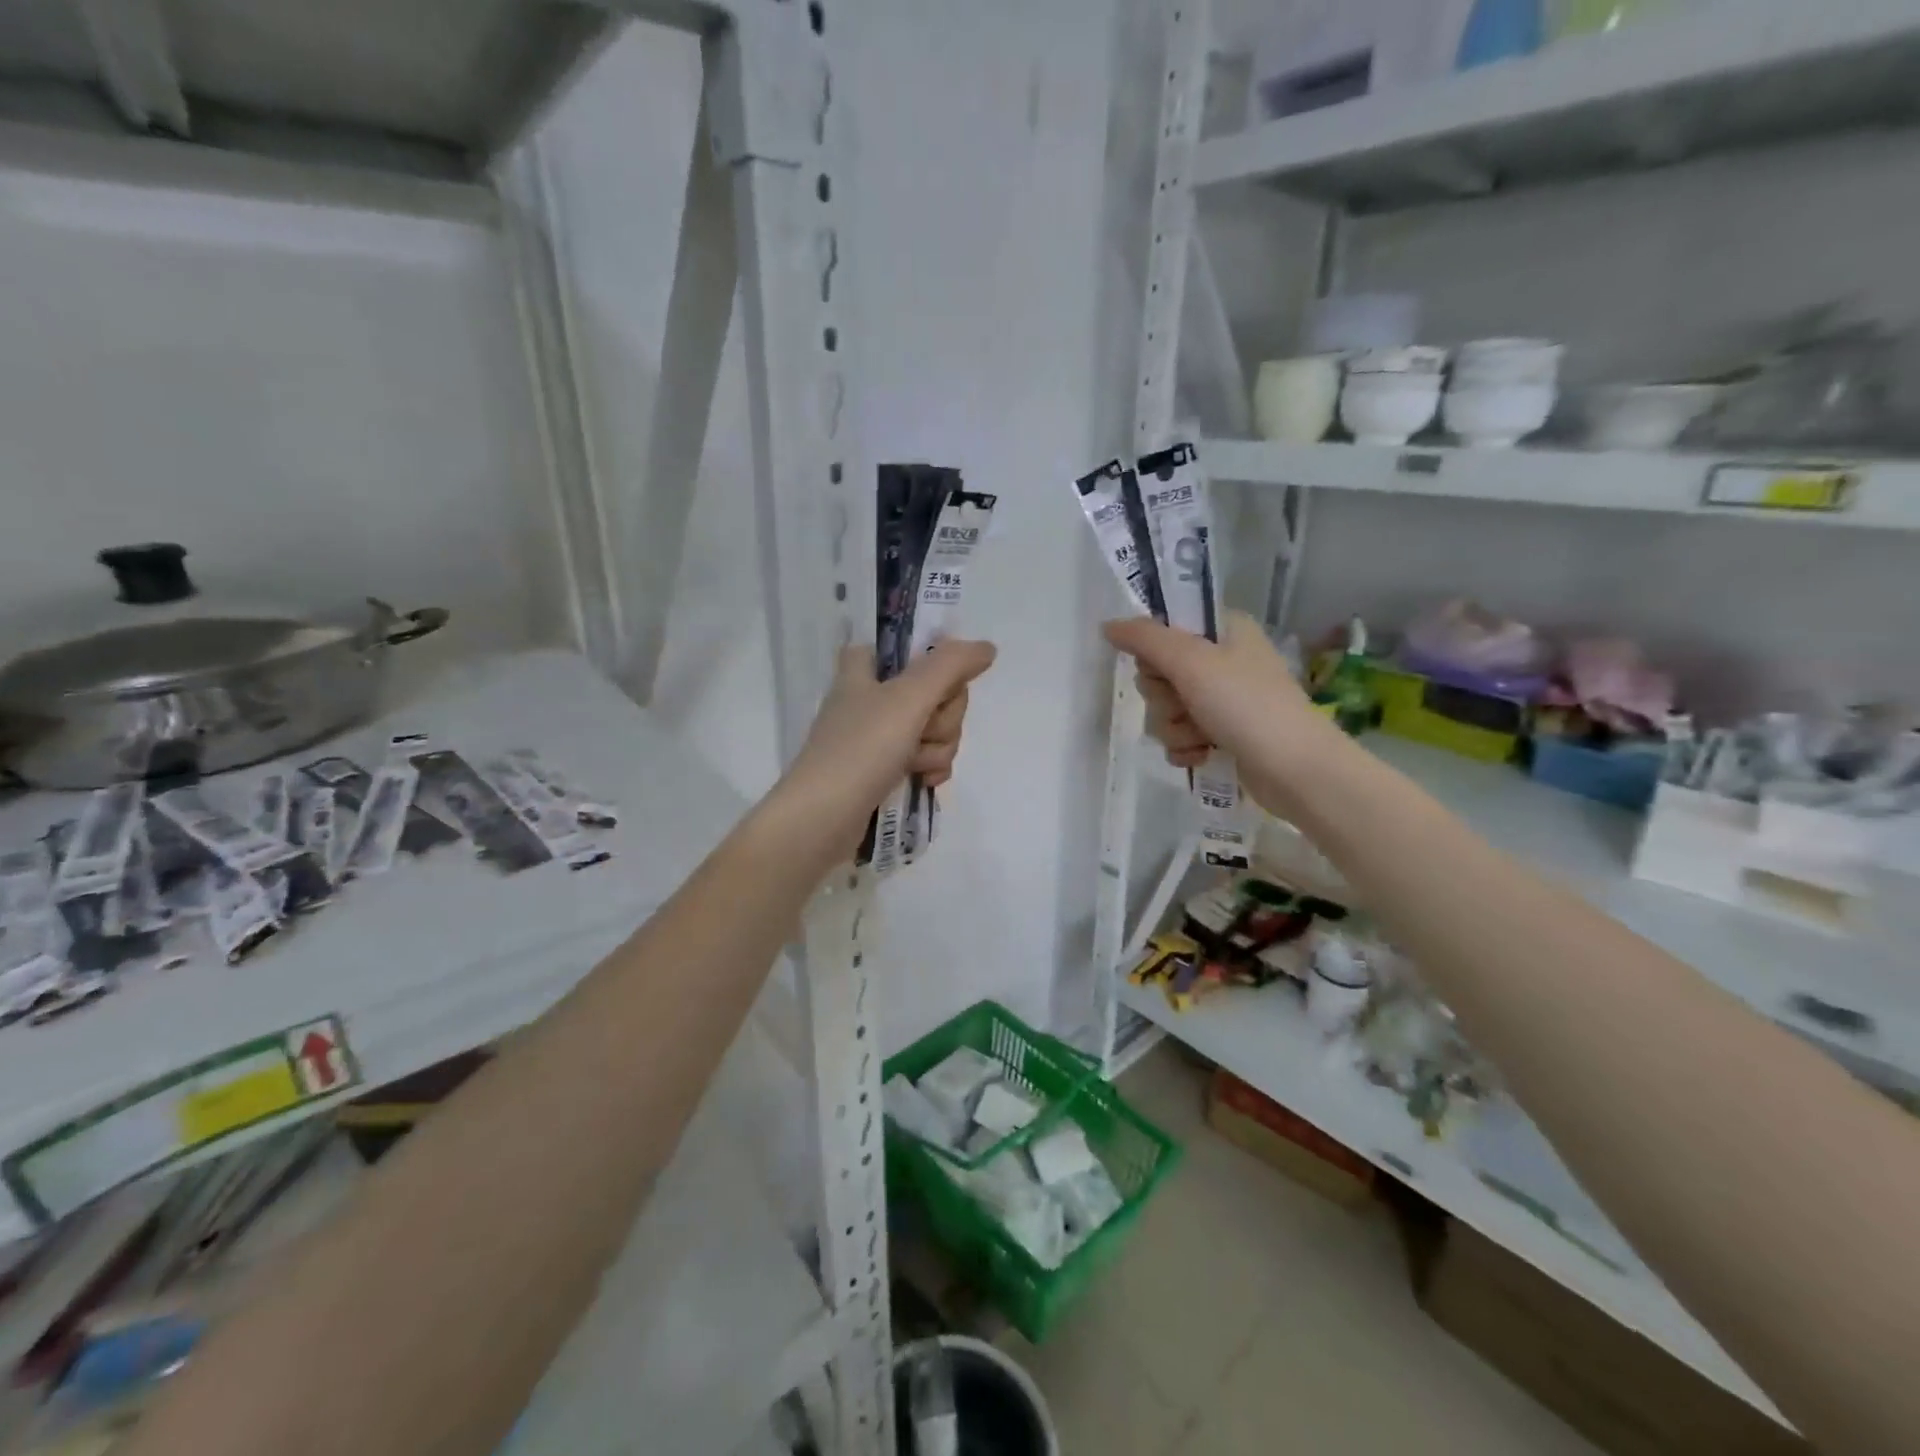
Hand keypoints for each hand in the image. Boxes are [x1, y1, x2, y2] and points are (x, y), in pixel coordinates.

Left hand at [770, 637, 997, 863]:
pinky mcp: (883, 771)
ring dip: (937, 747)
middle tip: (923, 729)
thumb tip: (987, 648)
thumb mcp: (909, 697)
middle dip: (942, 716)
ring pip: (934, 728)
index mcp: (864, 670)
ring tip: (915, 763)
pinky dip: (931, 767)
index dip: (930, 660)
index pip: (903, 645)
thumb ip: (950, 665)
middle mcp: (870, 698)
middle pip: (933, 691)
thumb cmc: (861, 748)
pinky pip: (925, 758)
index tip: (940, 680)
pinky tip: (925, 780)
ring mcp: (876, 738)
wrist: (822, 819)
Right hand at [1103, 610, 1338, 818]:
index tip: (1162, 669)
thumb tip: (1108, 625)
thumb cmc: (1245, 705)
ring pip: (1166, 708)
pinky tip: (1200, 755)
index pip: (1165, 629)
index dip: (1154, 653)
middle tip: (1186, 705)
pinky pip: (1181, 735)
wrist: (1294, 769)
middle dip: (1164, 698)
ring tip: (1201, 737)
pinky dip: (1185, 747)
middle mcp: (1223, 659)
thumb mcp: (1191, 662)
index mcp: (1224, 630)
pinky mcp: (1223, 733)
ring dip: (1174, 727)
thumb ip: (1145, 639)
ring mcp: (1224, 699)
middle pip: (1160, 673)